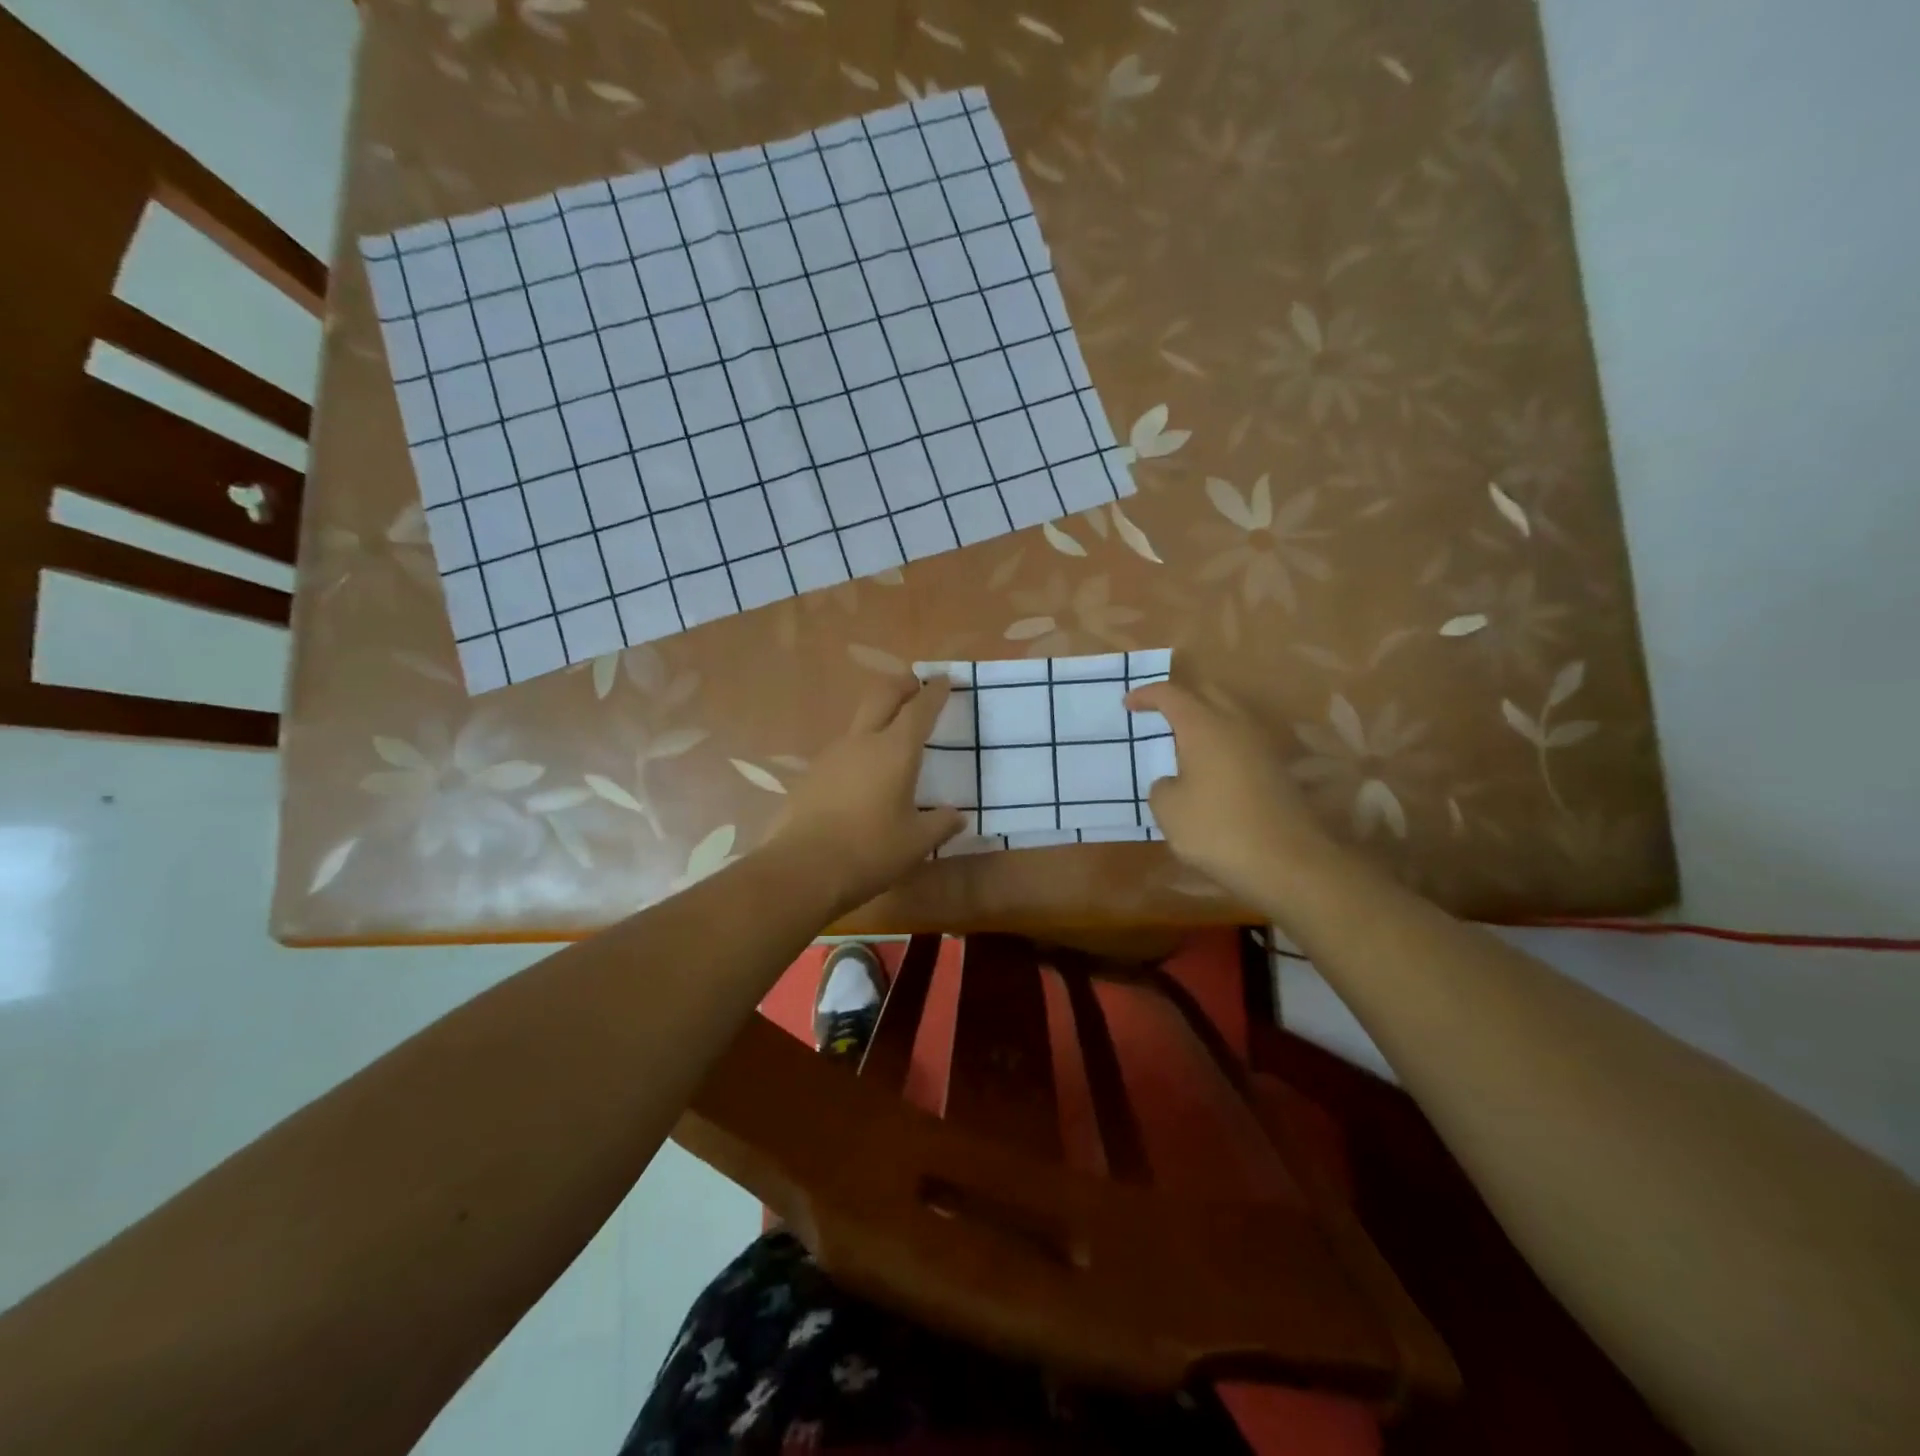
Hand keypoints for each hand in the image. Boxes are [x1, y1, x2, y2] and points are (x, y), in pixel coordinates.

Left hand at [769, 674, 965, 913]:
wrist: (802, 869)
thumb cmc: (870, 851)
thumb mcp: (916, 843)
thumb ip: (941, 824)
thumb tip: (957, 815)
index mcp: (895, 751)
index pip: (920, 709)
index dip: (934, 692)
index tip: (944, 679)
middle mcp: (863, 742)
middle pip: (882, 696)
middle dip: (901, 685)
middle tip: (915, 684)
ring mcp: (832, 755)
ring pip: (859, 723)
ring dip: (877, 717)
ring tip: (891, 735)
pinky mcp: (811, 775)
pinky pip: (842, 751)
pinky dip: (859, 750)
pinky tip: (863, 775)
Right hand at [1125, 681, 1342, 907]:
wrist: (1287, 863)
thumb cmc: (1217, 830)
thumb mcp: (1168, 811)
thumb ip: (1162, 787)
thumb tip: (1174, 782)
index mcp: (1204, 727)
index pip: (1171, 694)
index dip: (1147, 695)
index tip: (1128, 704)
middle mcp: (1236, 725)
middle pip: (1207, 693)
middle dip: (1181, 698)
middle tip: (1158, 715)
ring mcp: (1262, 746)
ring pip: (1229, 716)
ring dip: (1205, 721)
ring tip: (1182, 743)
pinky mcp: (1276, 770)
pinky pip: (1241, 741)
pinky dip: (1221, 744)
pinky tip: (1209, 769)